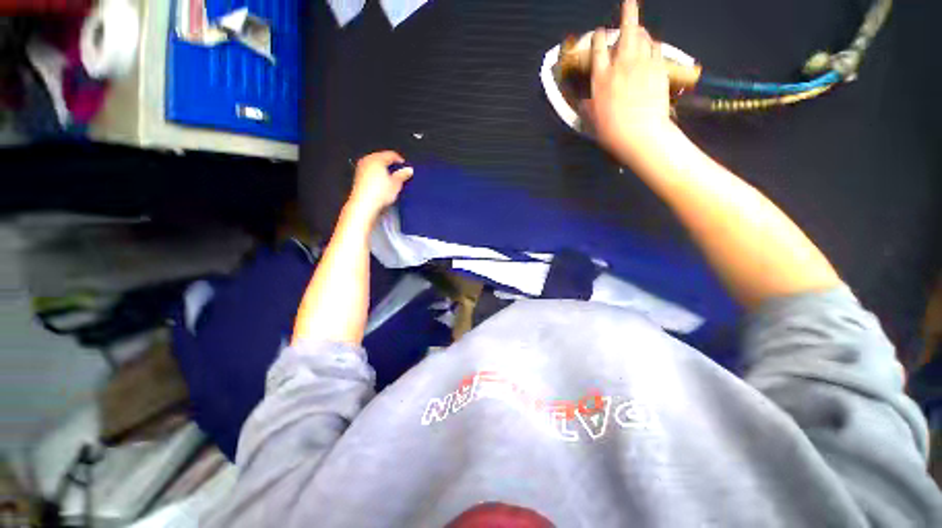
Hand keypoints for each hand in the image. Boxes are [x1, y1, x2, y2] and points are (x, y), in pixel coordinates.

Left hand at [347, 151, 413, 222]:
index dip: (399, 160)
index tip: (405, 166)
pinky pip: (370, 171)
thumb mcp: (396, 184)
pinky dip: (377, 174)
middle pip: (381, 158)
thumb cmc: (379, 193)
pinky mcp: (358, 177)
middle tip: (399, 172)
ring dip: (383, 169)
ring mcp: (361, 168)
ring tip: (391, 178)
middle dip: (390, 164)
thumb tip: (408, 170)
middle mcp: (367, 161)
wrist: (364, 204)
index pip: (391, 154)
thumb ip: (403, 175)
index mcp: (377, 159)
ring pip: (375, 164)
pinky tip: (382, 183)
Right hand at [582, 0, 672, 159]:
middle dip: (628, 12)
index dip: (598, 38)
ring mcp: (642, 64)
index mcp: (601, 77)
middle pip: (626, 31)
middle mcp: (621, 64)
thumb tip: (584, 101)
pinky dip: (652, 44)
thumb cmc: (611, 130)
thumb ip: (587, 105)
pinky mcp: (658, 69)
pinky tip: (651, 47)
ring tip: (638, 29)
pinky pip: (656, 48)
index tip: (599, 34)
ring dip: (639, 30)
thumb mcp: (591, 120)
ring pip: (643, 36)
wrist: (640, 134)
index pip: (598, 48)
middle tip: (630, 1)